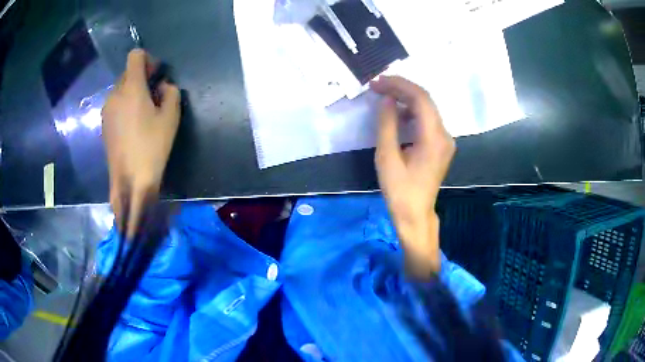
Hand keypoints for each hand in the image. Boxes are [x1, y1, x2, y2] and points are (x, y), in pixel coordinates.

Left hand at [102, 49, 180, 237]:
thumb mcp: (171, 117)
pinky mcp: (104, 124)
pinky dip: (124, 105)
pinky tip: (132, 124)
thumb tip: (163, 86)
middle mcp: (115, 94)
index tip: (156, 74)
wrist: (130, 181)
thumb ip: (170, 92)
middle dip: (141, 77)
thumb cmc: (153, 147)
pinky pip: (115, 104)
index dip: (147, 59)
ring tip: (143, 111)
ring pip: (120, 89)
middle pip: (127, 73)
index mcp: (132, 88)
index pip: (135, 56)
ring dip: (132, 91)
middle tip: (154, 94)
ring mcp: (107, 110)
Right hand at [370, 76, 454, 278]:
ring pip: (427, 108)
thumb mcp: (387, 157)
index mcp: (433, 138)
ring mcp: (445, 140)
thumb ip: (387, 124)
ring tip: (384, 95)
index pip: (420, 99)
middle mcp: (444, 135)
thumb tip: (388, 99)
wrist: (415, 215)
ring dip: (406, 99)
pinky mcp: (441, 145)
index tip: (377, 82)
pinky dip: (412, 112)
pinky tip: (398, 114)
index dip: (399, 85)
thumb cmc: (399, 191)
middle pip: (426, 100)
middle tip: (377, 85)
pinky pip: (428, 120)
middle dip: (401, 88)